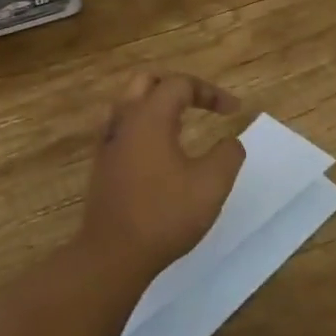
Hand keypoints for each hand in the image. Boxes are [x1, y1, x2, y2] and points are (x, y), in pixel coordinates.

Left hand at [81, 72, 246, 271]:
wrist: (113, 254)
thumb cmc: (165, 215)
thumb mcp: (211, 184)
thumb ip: (228, 155)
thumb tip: (231, 142)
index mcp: (149, 117)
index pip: (179, 84)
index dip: (210, 92)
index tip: (233, 111)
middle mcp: (123, 121)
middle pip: (146, 81)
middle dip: (177, 86)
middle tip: (200, 103)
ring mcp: (107, 143)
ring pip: (129, 103)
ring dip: (156, 105)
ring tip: (180, 123)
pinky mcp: (101, 164)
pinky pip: (121, 128)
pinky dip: (143, 125)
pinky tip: (158, 150)